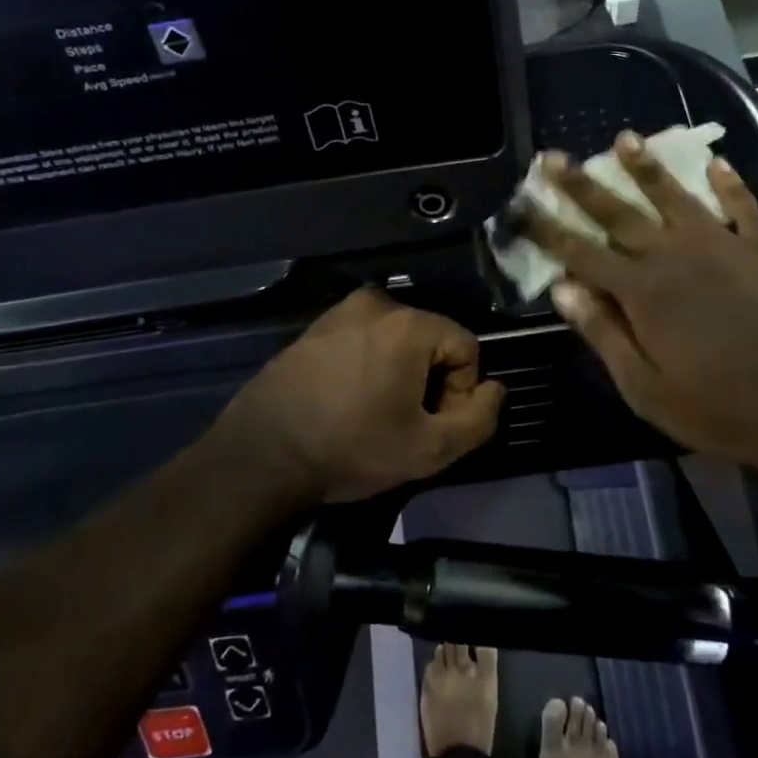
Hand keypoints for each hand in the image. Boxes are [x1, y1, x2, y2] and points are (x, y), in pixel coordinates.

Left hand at [215, 289, 505, 503]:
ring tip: (376, 415)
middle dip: (431, 381)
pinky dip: (369, 366)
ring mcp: (339, 312)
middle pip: (431, 339)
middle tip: (406, 424)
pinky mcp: (315, 328)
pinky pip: (363, 340)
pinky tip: (349, 402)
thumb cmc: (351, 448)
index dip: (461, 391)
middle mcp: (375, 303)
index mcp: (407, 323)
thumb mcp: (429, 450)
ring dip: (400, 374)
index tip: (433, 425)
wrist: (263, 453)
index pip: (466, 346)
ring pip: (396, 340)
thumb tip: (494, 390)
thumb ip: (478, 419)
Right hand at [522, 135, 757, 493]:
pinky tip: (715, 163)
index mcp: (642, 292)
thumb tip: (562, 290)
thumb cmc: (724, 410)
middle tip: (553, 156)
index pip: (580, 252)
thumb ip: (604, 335)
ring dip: (646, 167)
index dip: (546, 229)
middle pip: (618, 213)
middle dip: (581, 185)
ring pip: (675, 196)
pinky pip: (742, 206)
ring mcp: (725, 245)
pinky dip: (728, 184)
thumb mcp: (648, 390)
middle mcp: (675, 256)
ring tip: (625, 138)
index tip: (520, 204)